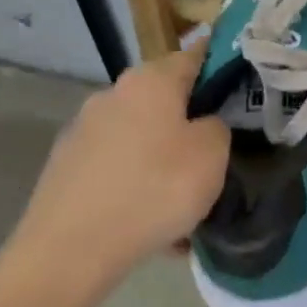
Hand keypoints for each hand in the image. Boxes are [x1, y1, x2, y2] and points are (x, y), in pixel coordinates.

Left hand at [0, 45, 229, 302]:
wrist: (70, 251)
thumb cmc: (154, 190)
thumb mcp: (212, 155)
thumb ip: (217, 127)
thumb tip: (203, 125)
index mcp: (150, 81)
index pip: (194, 55)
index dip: (220, 67)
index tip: (241, 88)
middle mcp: (112, 95)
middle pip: (163, 99)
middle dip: (189, 122)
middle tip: (215, 155)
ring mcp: (83, 131)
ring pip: (140, 138)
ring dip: (162, 159)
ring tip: (181, 201)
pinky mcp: (65, 167)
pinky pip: (117, 169)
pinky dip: (136, 186)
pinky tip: (150, 224)